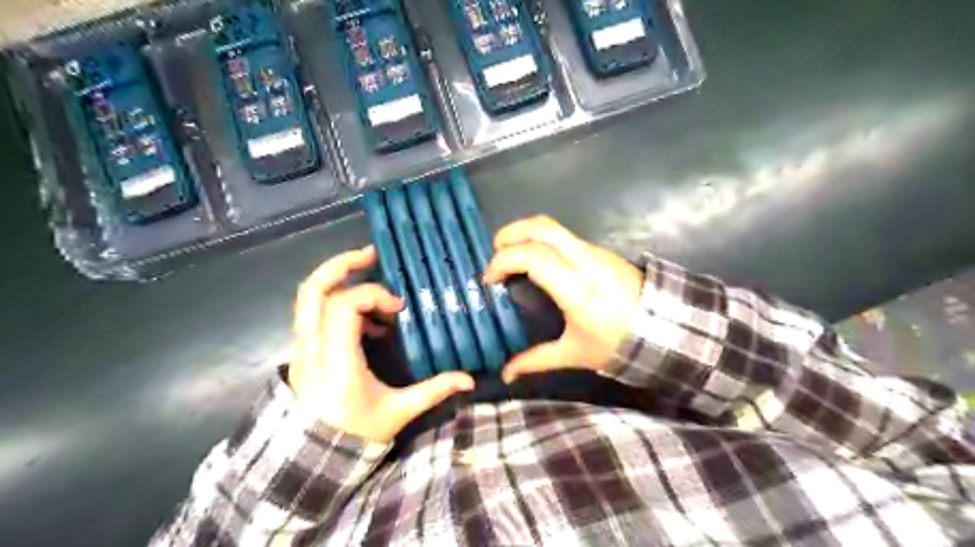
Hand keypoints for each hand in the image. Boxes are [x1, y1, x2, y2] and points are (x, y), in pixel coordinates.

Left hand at [285, 249, 473, 444]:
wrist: (312, 460)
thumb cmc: (354, 434)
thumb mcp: (396, 412)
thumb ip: (432, 391)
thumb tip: (468, 379)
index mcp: (336, 357)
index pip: (345, 304)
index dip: (373, 295)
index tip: (398, 308)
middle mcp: (312, 345)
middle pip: (313, 289)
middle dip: (342, 264)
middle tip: (372, 255)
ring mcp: (302, 346)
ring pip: (308, 297)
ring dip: (337, 278)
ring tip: (367, 274)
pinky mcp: (302, 351)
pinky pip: (313, 312)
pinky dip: (336, 301)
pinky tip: (365, 318)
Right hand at [480, 217, 645, 381]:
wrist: (666, 329)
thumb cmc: (618, 343)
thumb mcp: (574, 353)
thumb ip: (536, 361)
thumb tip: (505, 375)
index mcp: (574, 287)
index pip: (532, 256)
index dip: (503, 261)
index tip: (490, 280)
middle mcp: (584, 260)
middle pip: (541, 227)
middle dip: (511, 233)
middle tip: (495, 251)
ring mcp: (594, 251)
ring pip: (554, 227)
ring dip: (527, 234)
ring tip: (512, 256)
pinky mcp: (601, 251)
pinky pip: (565, 237)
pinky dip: (542, 240)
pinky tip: (538, 261)